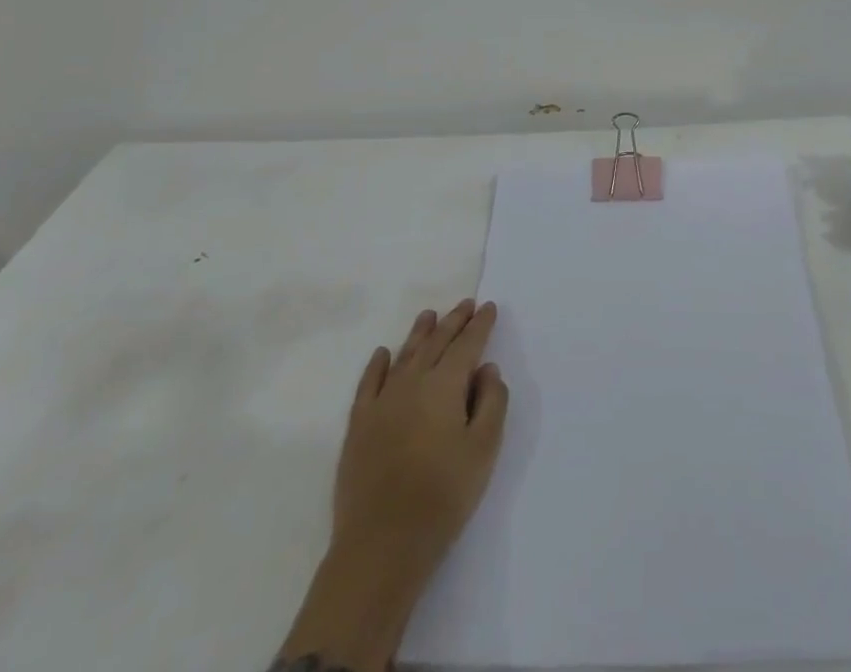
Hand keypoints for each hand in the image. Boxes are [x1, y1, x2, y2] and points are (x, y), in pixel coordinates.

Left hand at [334, 299, 508, 579]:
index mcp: (445, 385)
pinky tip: (383, 353)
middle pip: (436, 343)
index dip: (480, 325)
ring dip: (420, 333)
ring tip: (429, 316)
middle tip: (466, 305)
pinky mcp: (358, 426)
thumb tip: (486, 370)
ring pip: (404, 355)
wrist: (381, 545)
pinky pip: (369, 383)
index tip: (489, 307)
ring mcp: (381, 402)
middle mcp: (413, 382)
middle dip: (453, 321)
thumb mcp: (484, 450)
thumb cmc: (443, 496)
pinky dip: (377, 364)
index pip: (467, 345)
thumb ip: (491, 403)